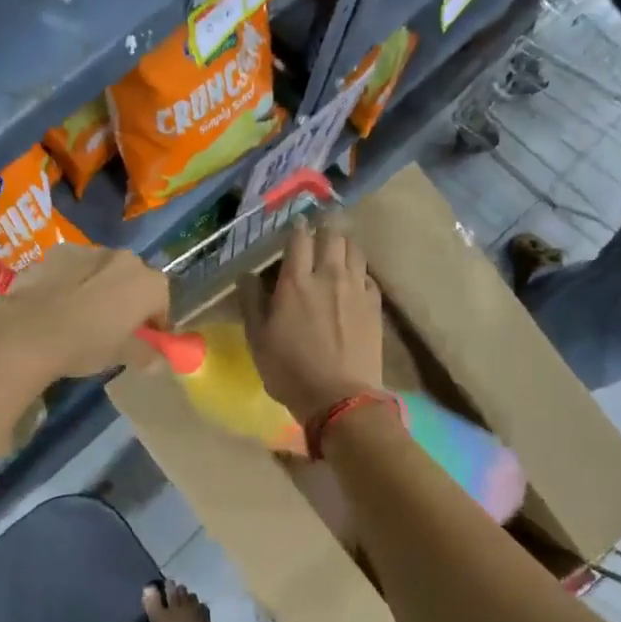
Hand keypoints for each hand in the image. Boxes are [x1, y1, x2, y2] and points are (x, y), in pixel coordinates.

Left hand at [0, 243, 168, 379]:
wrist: (28, 332)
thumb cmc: (85, 345)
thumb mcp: (120, 355)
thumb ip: (145, 354)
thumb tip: (159, 361)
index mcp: (148, 283)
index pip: (162, 301)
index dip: (155, 321)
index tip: (145, 339)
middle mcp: (124, 258)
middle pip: (134, 279)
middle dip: (129, 298)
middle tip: (115, 326)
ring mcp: (89, 250)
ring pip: (103, 270)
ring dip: (100, 286)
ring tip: (82, 313)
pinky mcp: (57, 252)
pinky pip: (74, 267)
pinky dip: (72, 280)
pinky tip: (57, 303)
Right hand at [241, 221, 384, 422]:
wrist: (339, 398)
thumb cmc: (289, 370)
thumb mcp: (257, 339)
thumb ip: (251, 301)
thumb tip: (246, 274)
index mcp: (295, 282)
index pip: (299, 238)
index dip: (297, 227)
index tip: (295, 223)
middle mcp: (328, 276)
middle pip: (332, 235)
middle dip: (324, 227)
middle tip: (318, 228)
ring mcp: (356, 289)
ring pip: (354, 249)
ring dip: (344, 243)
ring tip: (337, 246)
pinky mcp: (374, 305)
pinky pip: (368, 275)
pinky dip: (358, 270)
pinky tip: (354, 278)